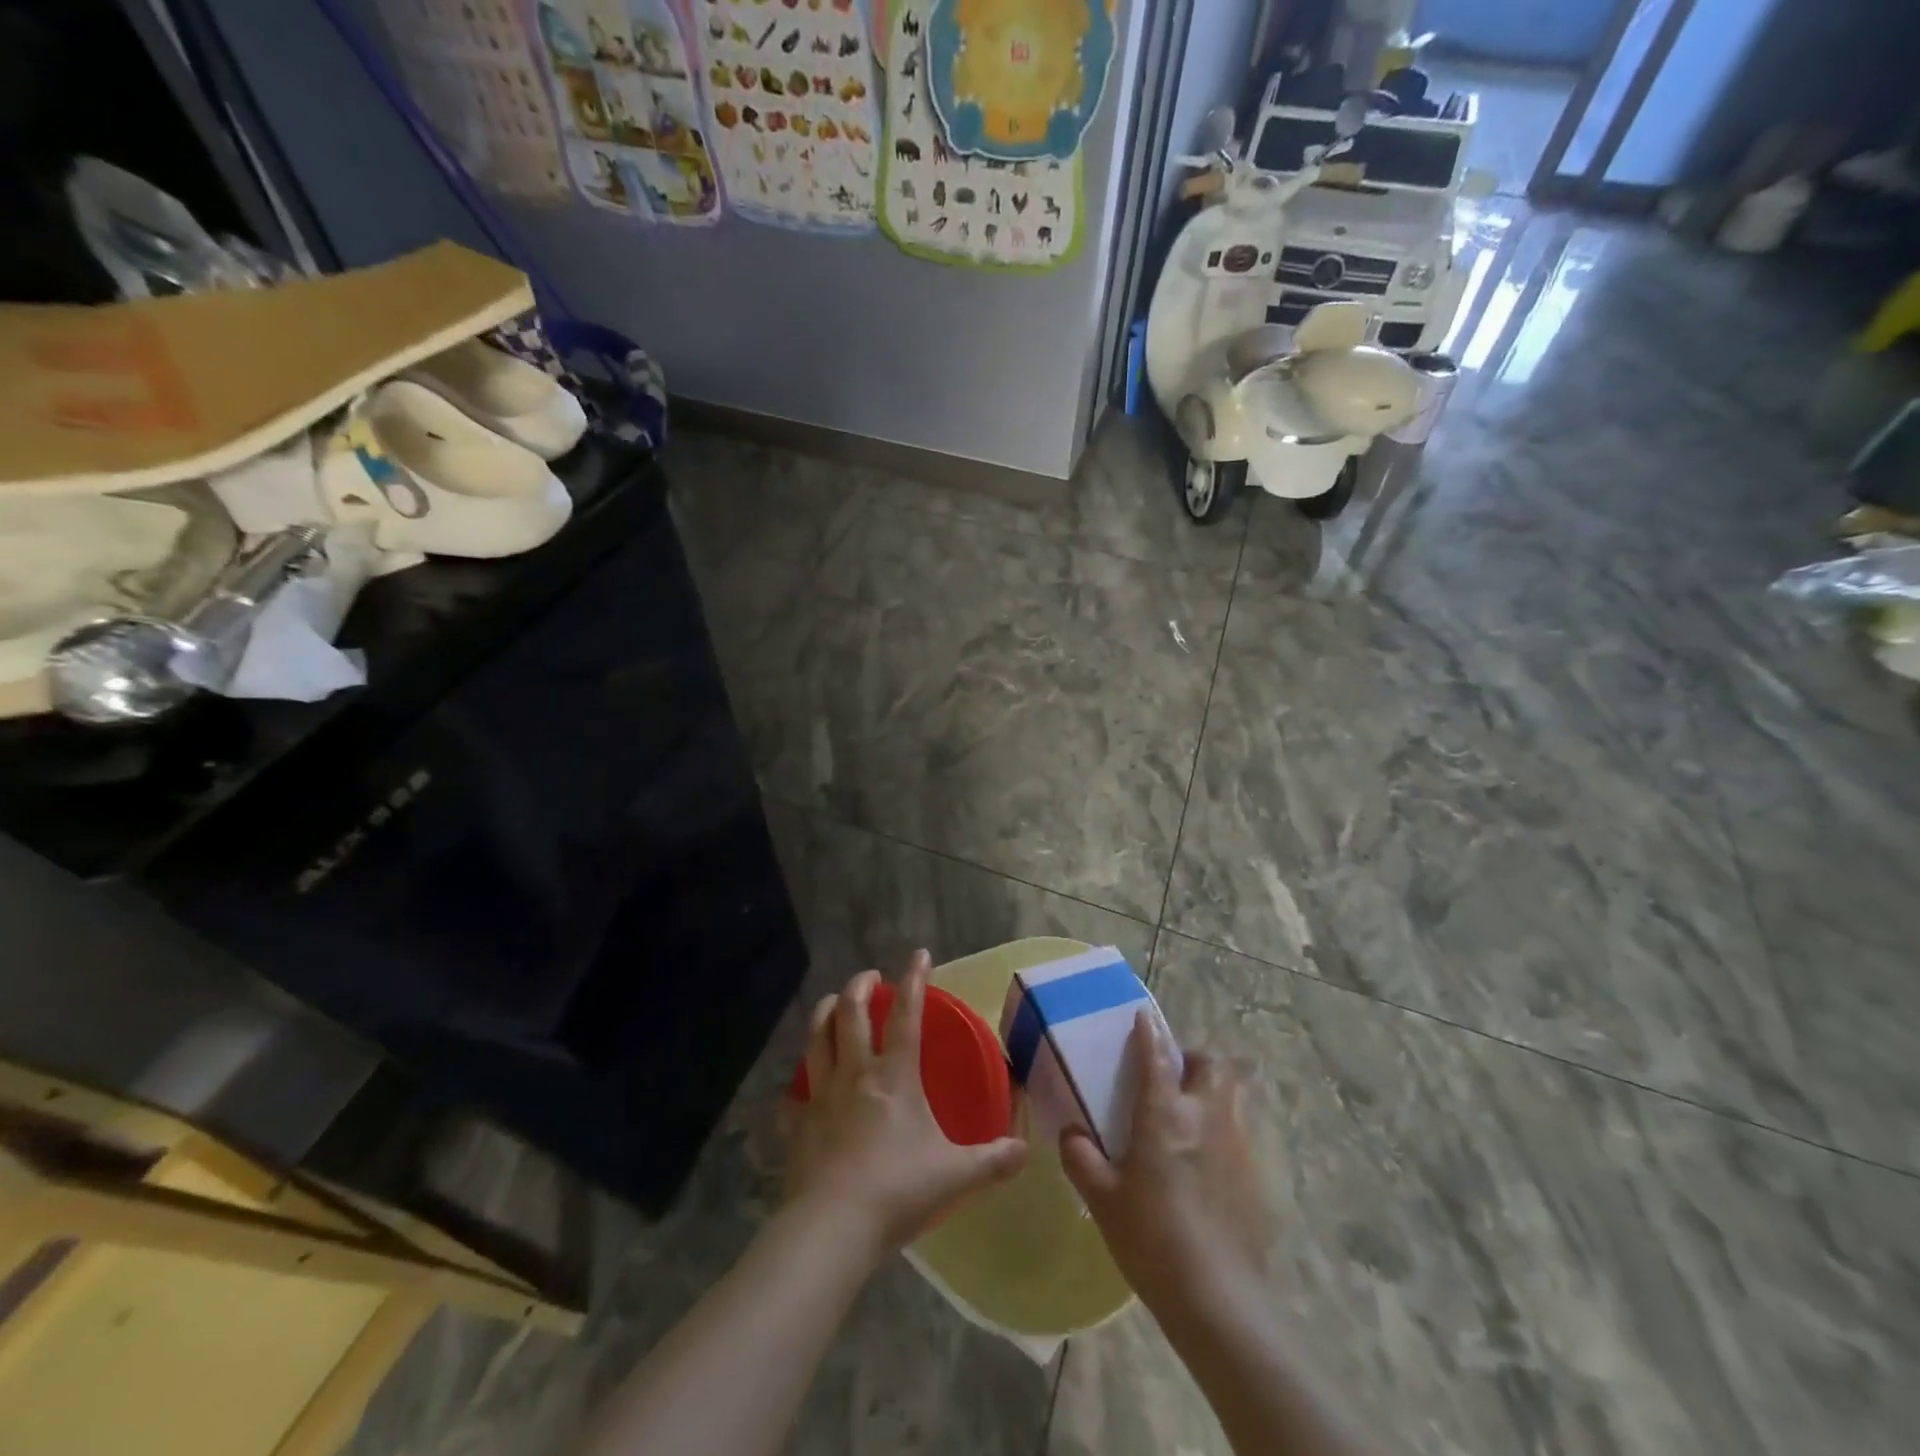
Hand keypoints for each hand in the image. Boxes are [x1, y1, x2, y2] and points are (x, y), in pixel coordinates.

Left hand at [783, 952, 1026, 1261]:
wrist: (833, 1227)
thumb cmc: (897, 1191)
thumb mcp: (955, 1176)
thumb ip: (993, 1160)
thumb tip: (1024, 1151)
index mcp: (895, 1076)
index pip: (906, 1014)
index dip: (914, 980)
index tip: (919, 954)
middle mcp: (855, 1073)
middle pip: (850, 1012)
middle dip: (860, 985)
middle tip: (870, 976)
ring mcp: (821, 1095)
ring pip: (816, 1037)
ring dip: (824, 1012)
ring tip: (832, 1002)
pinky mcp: (797, 1123)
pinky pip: (794, 1093)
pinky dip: (799, 1082)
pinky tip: (803, 1085)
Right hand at [1061, 1013, 1275, 1319]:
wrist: (1218, 1299)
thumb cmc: (1152, 1241)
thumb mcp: (1103, 1200)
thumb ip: (1081, 1158)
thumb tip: (1071, 1132)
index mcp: (1165, 1115)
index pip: (1156, 1057)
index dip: (1148, 1033)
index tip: (1142, 1016)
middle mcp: (1206, 1116)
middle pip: (1211, 1065)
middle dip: (1193, 1060)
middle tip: (1175, 1076)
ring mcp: (1239, 1143)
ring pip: (1236, 1092)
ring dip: (1218, 1087)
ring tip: (1198, 1108)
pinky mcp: (1259, 1174)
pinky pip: (1247, 1131)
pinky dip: (1231, 1127)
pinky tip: (1216, 1157)